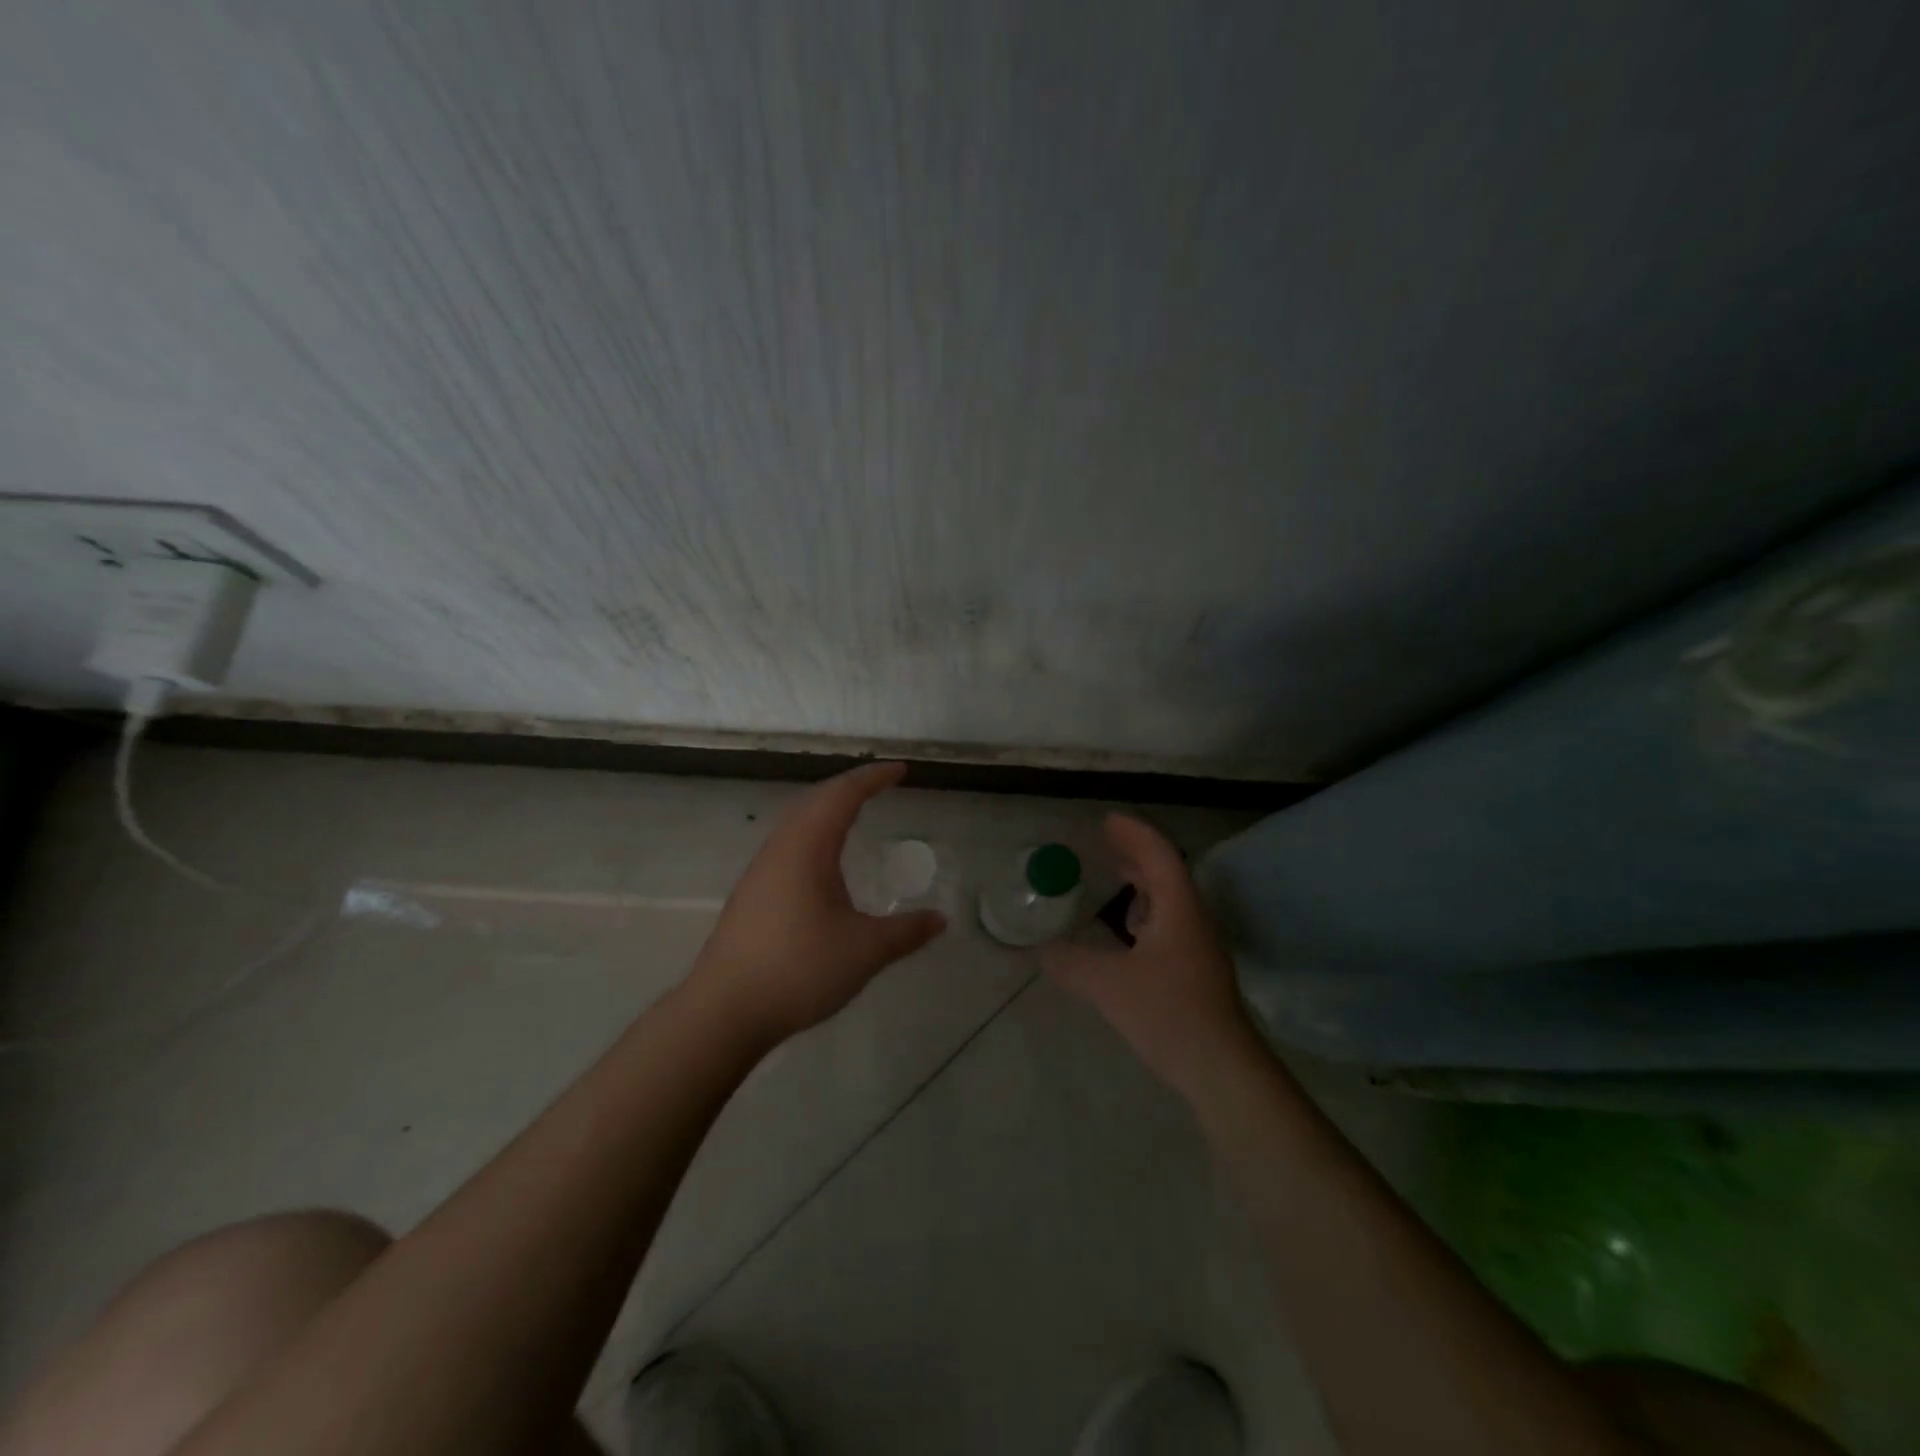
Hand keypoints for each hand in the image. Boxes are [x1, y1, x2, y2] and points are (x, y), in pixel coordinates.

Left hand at [689, 762, 946, 1046]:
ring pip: (798, 821)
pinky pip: (788, 844)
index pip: (844, 795)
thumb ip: (906, 932)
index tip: (901, 770)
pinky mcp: (752, 894)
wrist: (724, 1011)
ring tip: (854, 813)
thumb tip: (940, 920)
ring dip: (827, 808)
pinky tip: (822, 862)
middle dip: (851, 786)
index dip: (874, 778)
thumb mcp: (865, 951)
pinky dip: (814, 833)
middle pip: (817, 800)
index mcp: (808, 847)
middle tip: (881, 784)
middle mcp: (781, 848)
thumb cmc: (799, 969)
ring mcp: (761, 871)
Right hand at [1041, 814, 1260, 1101]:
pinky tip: (1129, 932)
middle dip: (1138, 853)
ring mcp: (1198, 948)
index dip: (1134, 834)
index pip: (1159, 856)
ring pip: (1170, 901)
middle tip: (1107, 841)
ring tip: (1118, 876)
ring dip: (1144, 882)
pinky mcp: (1195, 973)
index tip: (1107, 820)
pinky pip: (1169, 925)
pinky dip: (1146, 913)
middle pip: (1168, 874)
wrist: (1223, 1069)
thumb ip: (1072, 963)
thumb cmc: (1169, 1014)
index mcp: (1178, 910)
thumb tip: (1043, 950)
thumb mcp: (1110, 985)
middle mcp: (1192, 921)